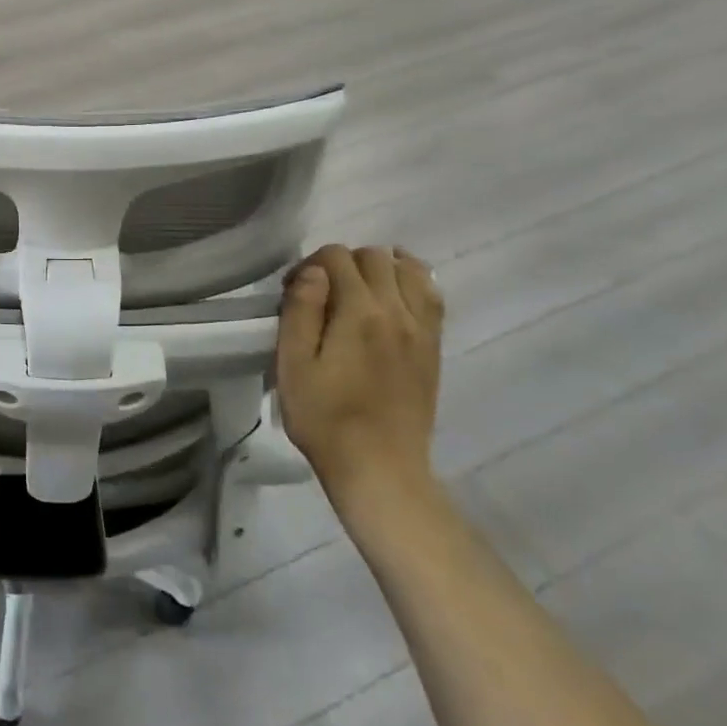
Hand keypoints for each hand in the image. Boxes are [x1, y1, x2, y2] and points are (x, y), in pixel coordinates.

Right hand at [275, 245, 444, 512]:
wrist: (380, 468)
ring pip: (410, 269)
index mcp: (360, 313)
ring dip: (381, 267)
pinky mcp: (433, 347)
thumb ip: (301, 310)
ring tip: (358, 288)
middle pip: (374, 257)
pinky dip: (412, 282)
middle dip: (343, 262)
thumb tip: (313, 272)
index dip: (309, 265)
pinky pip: (431, 295)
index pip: (337, 257)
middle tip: (321, 292)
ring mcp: (422, 329)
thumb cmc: (325, 418)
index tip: (292, 291)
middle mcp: (398, 311)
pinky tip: (393, 296)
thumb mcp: (293, 364)